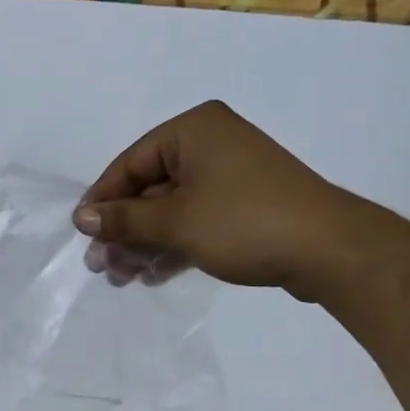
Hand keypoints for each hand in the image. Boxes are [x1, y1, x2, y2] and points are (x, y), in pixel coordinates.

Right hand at [73, 100, 380, 298]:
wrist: (328, 250)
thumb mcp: (175, 221)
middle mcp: (210, 145)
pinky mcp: (243, 206)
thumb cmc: (243, 223)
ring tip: (123, 279)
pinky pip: (195, 221)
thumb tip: (81, 217)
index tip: (82, 236)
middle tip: (102, 268)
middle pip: (149, 189)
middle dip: (124, 230)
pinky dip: (173, 246)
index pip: (130, 163)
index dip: (102, 201)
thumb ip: (124, 219)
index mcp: (192, 131)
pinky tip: (153, 275)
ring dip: (144, 244)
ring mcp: (229, 176)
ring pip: (171, 210)